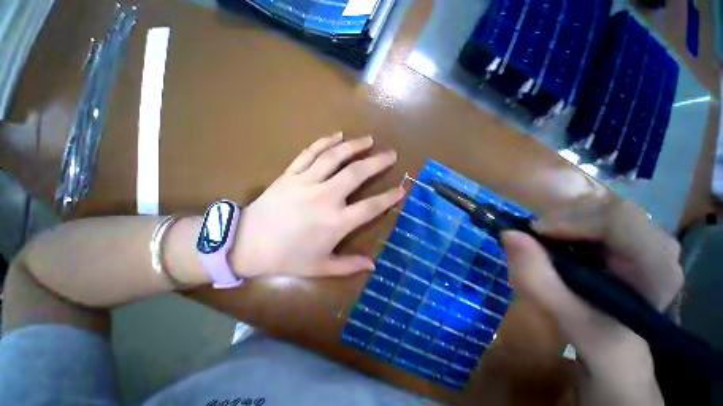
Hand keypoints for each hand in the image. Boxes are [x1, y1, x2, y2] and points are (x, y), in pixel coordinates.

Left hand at [232, 133, 403, 277]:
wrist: (247, 244)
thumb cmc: (286, 258)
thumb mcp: (320, 267)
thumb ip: (348, 265)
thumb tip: (373, 265)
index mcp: (336, 222)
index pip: (370, 207)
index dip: (388, 197)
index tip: (401, 188)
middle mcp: (325, 197)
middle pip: (356, 174)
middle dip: (377, 162)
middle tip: (390, 154)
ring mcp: (307, 182)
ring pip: (335, 157)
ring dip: (354, 146)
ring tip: (368, 140)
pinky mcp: (291, 174)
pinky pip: (310, 153)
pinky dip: (325, 142)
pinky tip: (337, 135)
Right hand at [501, 199, 680, 404]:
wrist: (621, 352)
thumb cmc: (601, 343)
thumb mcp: (567, 319)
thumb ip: (538, 280)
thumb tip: (508, 234)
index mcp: (658, 270)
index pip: (620, 220)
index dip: (571, 219)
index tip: (534, 233)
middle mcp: (662, 248)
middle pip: (610, 210)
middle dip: (566, 220)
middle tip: (537, 239)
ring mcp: (651, 242)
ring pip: (604, 211)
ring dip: (568, 223)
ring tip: (547, 243)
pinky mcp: (635, 242)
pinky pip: (601, 219)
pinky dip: (573, 226)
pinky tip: (562, 243)